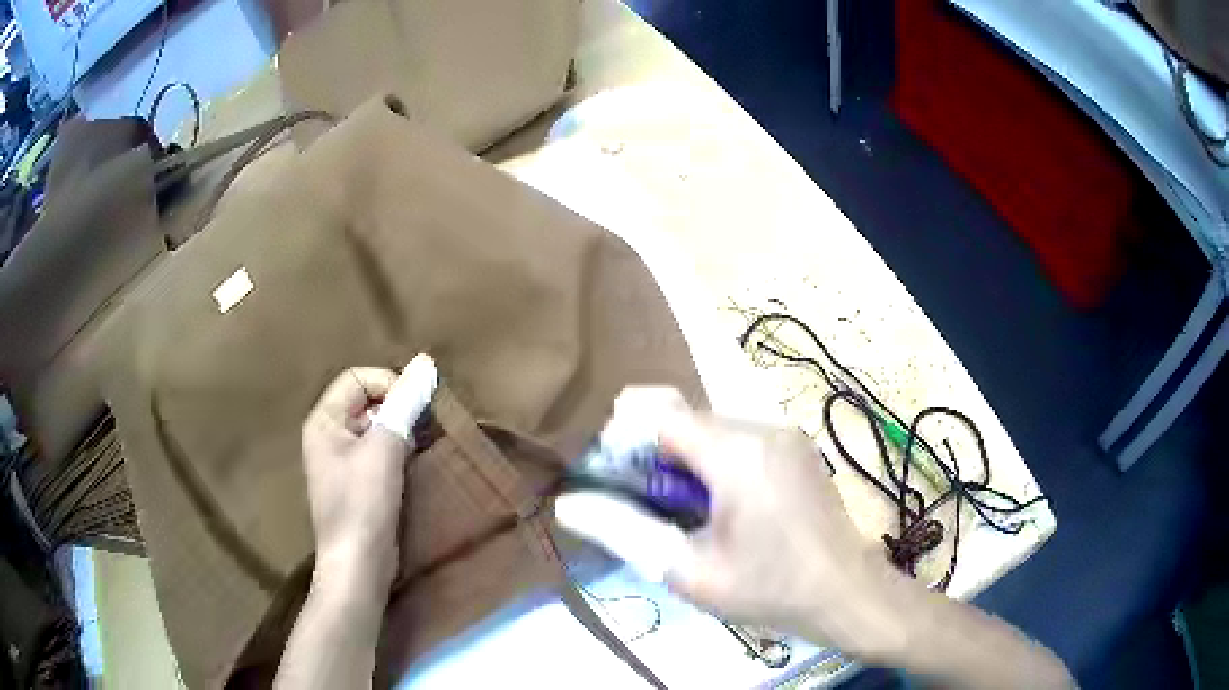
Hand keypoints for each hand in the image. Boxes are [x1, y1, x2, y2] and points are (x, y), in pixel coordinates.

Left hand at [300, 357, 434, 590]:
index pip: (357, 379)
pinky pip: (379, 452)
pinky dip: (398, 452)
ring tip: (422, 446)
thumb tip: (425, 363)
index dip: (389, 384)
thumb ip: (404, 405)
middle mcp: (328, 436)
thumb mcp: (384, 449)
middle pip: (366, 402)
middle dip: (398, 408)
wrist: (358, 566)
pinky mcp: (358, 484)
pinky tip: (415, 465)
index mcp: (323, 421)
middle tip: (425, 426)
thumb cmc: (362, 504)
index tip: (418, 406)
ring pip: (375, 428)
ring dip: (401, 431)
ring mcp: (342, 462)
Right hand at [558, 388, 904, 656]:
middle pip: (680, 416)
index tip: (616, 486)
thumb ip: (624, 532)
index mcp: (735, 451)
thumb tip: (567, 504)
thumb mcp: (688, 571)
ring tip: (689, 516)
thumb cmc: (770, 589)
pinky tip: (724, 510)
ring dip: (682, 461)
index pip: (654, 410)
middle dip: (651, 455)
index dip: (621, 441)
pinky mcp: (795, 446)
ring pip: (707, 427)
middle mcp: (761, 426)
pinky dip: (713, 463)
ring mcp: (784, 433)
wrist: (849, 594)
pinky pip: (737, 439)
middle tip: (651, 510)